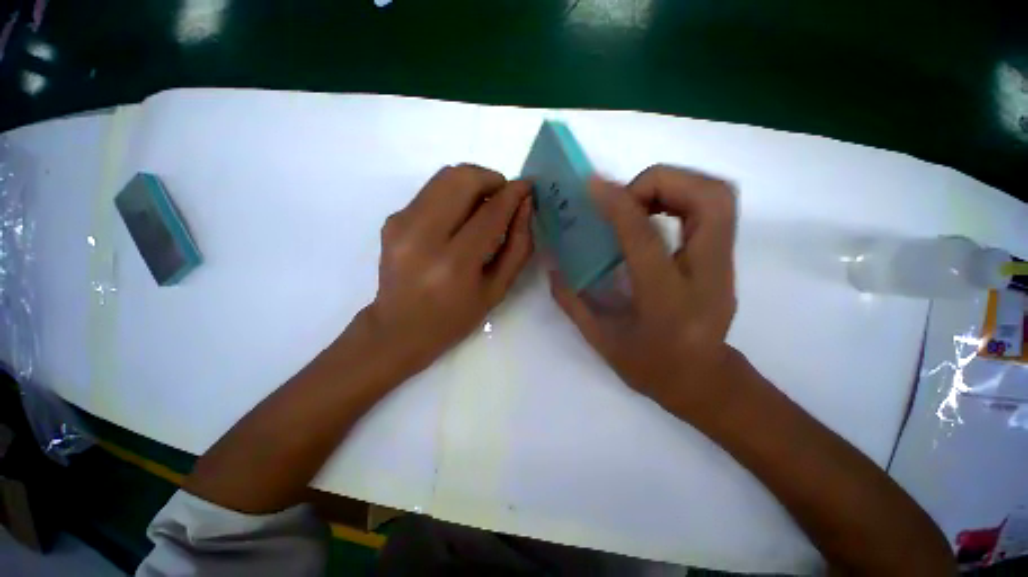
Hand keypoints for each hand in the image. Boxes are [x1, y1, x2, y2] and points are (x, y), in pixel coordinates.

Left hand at [364, 164, 533, 374]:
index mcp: (454, 263)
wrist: (399, 329)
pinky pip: (431, 191)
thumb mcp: (497, 290)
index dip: (513, 194)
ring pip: (445, 177)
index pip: (490, 212)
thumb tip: (525, 206)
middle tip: (503, 197)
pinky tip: (459, 219)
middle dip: (492, 178)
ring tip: (484, 205)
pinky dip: (454, 195)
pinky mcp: (392, 219)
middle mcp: (423, 236)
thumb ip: (518, 246)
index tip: (527, 187)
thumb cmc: (455, 317)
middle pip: (462, 179)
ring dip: (473, 182)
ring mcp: (402, 224)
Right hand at [549, 165, 738, 418]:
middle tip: (624, 197)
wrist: (703, 381)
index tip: (593, 186)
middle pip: (707, 199)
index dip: (618, 203)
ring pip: (718, 195)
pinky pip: (716, 207)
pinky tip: (653, 214)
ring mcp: (726, 265)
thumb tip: (552, 264)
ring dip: (674, 184)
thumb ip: (572, 300)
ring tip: (637, 201)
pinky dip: (683, 195)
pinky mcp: (728, 259)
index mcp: (667, 301)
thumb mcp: (601, 339)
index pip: (645, 236)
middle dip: (660, 182)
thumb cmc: (650, 367)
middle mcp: (707, 276)